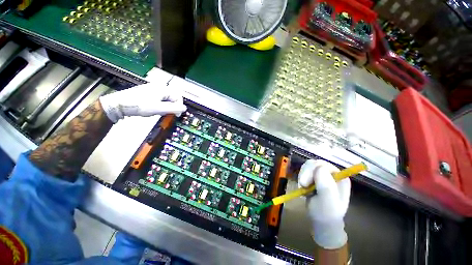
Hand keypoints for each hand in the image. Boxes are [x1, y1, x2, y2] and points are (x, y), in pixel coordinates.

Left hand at [99, 82, 186, 122]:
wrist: (120, 104)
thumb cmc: (140, 105)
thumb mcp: (158, 109)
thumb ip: (173, 108)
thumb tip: (184, 108)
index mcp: (163, 89)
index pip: (178, 97)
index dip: (179, 107)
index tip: (176, 115)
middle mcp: (159, 87)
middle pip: (173, 97)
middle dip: (172, 106)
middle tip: (166, 113)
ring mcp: (152, 88)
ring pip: (166, 98)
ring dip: (166, 106)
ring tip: (159, 111)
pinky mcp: (148, 92)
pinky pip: (160, 98)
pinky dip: (160, 104)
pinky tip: (154, 108)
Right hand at [298, 159, 350, 249]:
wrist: (321, 221)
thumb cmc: (326, 213)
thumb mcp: (328, 202)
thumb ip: (326, 186)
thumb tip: (319, 167)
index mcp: (340, 178)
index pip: (323, 165)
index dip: (312, 171)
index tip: (305, 183)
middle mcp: (332, 173)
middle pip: (314, 163)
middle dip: (306, 173)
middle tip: (302, 185)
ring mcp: (322, 174)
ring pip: (308, 165)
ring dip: (302, 175)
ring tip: (303, 187)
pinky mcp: (314, 176)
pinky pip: (304, 170)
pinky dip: (301, 177)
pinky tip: (303, 186)